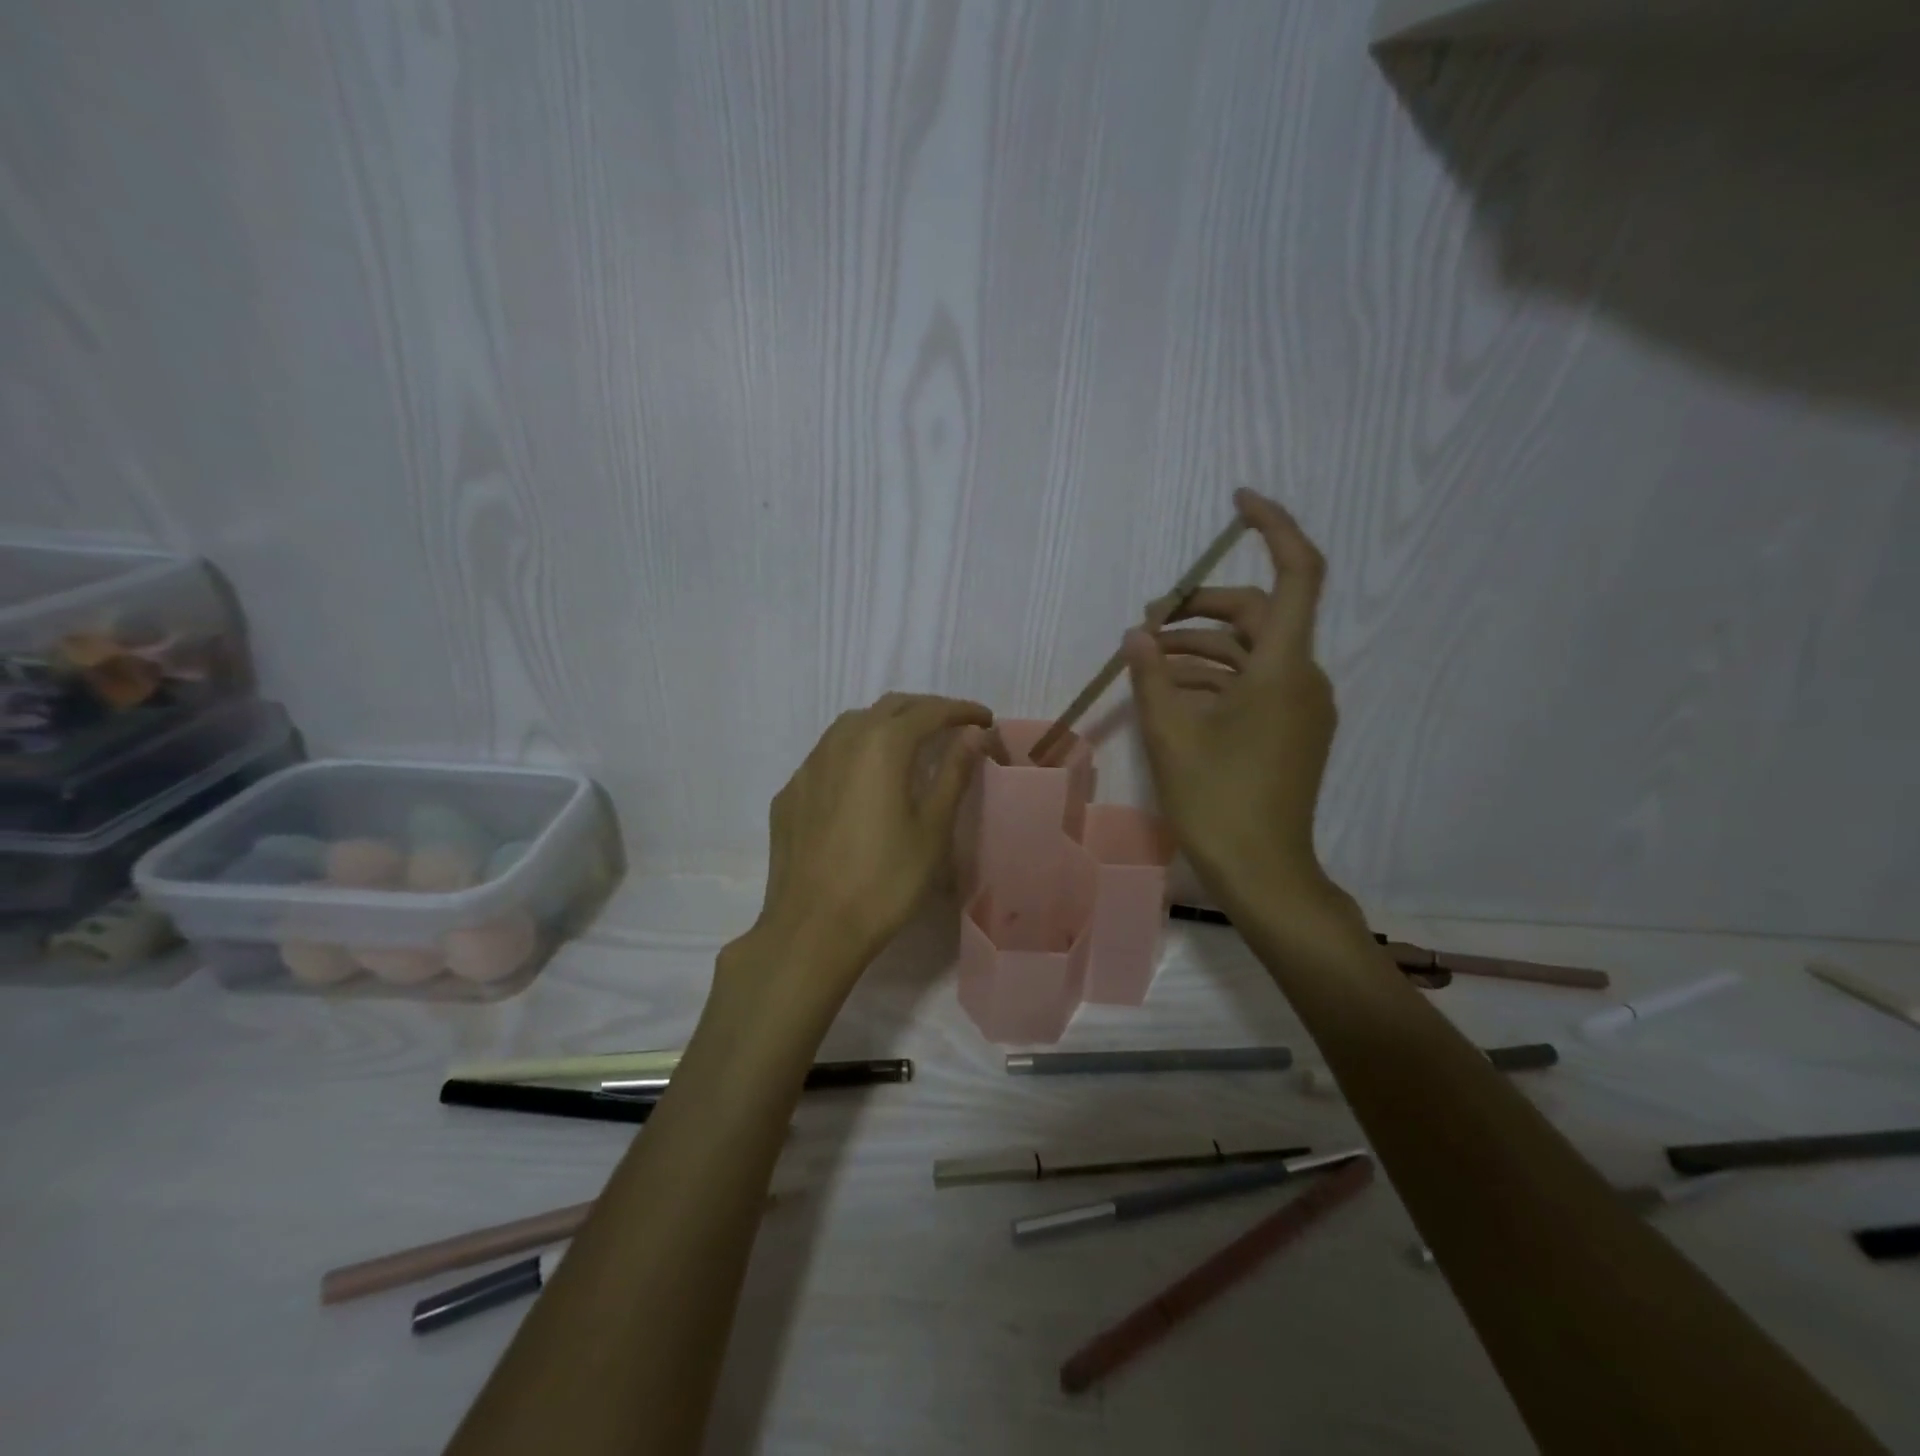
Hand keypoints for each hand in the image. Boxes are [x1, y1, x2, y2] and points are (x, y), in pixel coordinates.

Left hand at [735, 693, 992, 1004]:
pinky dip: (855, 751)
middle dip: (925, 710)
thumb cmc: (885, 881)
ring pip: (852, 725)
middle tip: (953, 727)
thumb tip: (974, 735)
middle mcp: (841, 742)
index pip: (928, 711)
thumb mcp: (932, 829)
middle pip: (889, 708)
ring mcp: (808, 766)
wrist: (812, 929)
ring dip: (886, 724)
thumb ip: (954, 773)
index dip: (960, 710)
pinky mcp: (790, 792)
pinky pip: (827, 754)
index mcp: (882, 746)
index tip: (985, 719)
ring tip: (910, 745)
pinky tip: (863, 780)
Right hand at [1124, 488, 1338, 912]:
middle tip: (1149, 621)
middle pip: (1258, 612)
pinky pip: (1254, 682)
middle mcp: (1302, 676)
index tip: (1238, 502)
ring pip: (1251, 650)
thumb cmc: (1217, 800)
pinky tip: (1171, 687)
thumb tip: (1139, 634)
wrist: (1263, 870)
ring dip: (1201, 645)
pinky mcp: (1291, 728)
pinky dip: (1215, 675)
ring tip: (1148, 657)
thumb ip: (1152, 673)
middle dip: (1202, 607)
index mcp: (1283, 667)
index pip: (1298, 572)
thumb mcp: (1170, 733)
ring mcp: (1300, 705)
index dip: (1274, 527)